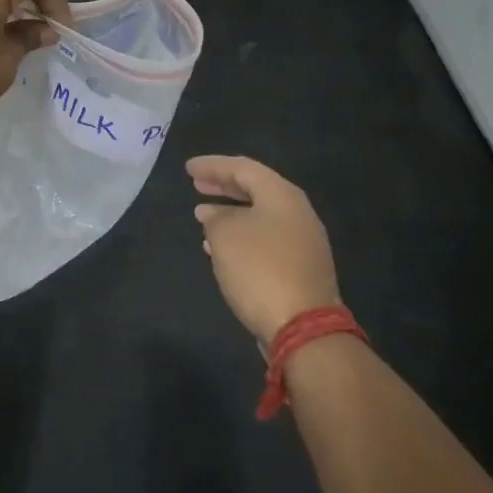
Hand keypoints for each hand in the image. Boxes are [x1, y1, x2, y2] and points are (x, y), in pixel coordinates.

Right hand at [188, 156, 341, 344]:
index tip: (188, 168)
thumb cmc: (260, 269)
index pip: (243, 168)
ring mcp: (303, 242)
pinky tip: (220, 247)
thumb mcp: (225, 236)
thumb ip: (215, 218)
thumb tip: (213, 214)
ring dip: (231, 213)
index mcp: (282, 195)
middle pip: (256, 189)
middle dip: (224, 186)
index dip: (213, 166)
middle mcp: (297, 213)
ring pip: (260, 216)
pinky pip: (266, 239)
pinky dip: (241, 236)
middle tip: (197, 184)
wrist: (303, 327)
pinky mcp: (301, 267)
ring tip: (203, 215)